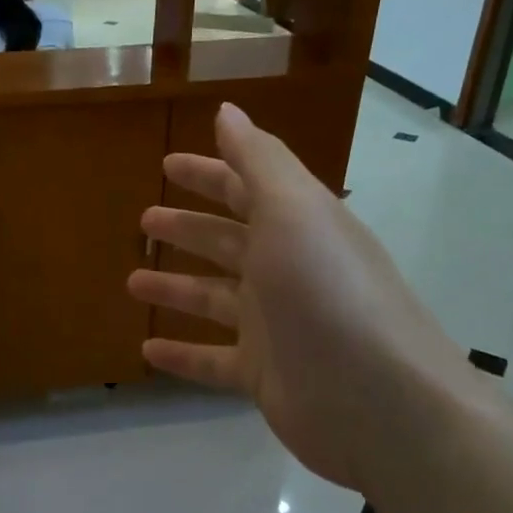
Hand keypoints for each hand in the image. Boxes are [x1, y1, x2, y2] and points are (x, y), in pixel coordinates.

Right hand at [127, 103, 483, 491]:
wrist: (380, 401)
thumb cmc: (327, 292)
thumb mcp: (293, 211)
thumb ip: (258, 160)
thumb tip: (227, 110)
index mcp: (296, 226)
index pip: (244, 188)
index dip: (208, 173)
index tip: (167, 164)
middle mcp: (285, 270)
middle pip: (226, 242)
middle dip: (187, 228)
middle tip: (144, 220)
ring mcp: (274, 326)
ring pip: (213, 299)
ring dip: (174, 288)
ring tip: (132, 283)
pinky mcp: (264, 375)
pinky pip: (211, 360)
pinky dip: (180, 355)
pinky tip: (146, 350)